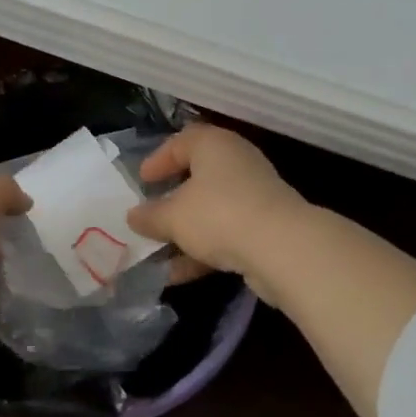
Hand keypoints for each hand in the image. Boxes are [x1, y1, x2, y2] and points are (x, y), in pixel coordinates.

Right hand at [126, 126, 305, 281]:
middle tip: (151, 213)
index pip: (181, 141)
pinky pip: (226, 233)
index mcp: (213, 145)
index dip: (158, 160)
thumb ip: (150, 216)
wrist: (283, 248)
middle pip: (198, 175)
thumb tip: (133, 217)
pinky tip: (178, 275)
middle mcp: (236, 162)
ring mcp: (255, 195)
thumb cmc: (218, 215)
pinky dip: (203, 250)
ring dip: (185, 231)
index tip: (142, 181)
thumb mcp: (173, 217)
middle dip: (172, 198)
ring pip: (211, 209)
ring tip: (157, 252)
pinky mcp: (266, 226)